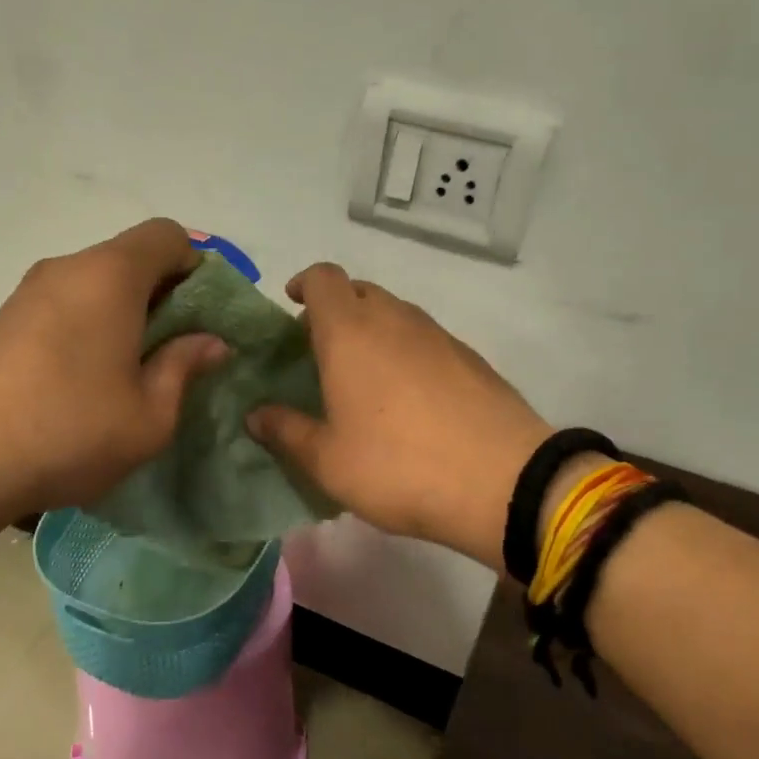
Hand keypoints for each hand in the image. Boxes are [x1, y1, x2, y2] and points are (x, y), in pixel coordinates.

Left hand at [0, 219, 227, 526]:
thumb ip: (185, 367)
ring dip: (125, 312)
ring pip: (96, 282)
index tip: (201, 319)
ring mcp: (28, 292)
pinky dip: (90, 324)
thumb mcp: (150, 414)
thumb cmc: (71, 432)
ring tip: (129, 371)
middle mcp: (67, 268)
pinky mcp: (4, 320)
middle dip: (164, 294)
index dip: (196, 268)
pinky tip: (85, 379)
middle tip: (174, 352)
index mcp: (110, 276)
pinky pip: (65, 303)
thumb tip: (210, 341)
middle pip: (130, 257)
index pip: (167, 235)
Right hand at [247, 263, 550, 571]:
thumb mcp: (328, 460)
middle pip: (360, 291)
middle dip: (335, 310)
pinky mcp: (470, 358)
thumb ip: (286, 432)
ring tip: (362, 378)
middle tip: (321, 350)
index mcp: (351, 332)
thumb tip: (255, 415)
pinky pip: (425, 339)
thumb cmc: (397, 466)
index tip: (293, 304)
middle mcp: (395, 320)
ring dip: (373, 331)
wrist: (503, 481)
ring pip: (396, 314)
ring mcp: (439, 335)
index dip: (305, 283)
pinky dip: (406, 351)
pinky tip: (407, 399)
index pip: (324, 278)